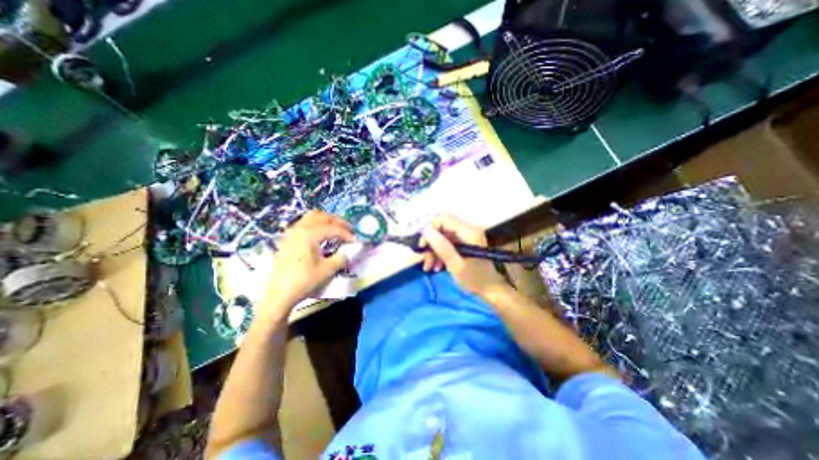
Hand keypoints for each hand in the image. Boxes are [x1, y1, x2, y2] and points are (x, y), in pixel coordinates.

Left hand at [263, 211, 350, 312]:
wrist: (279, 294)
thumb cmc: (303, 281)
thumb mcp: (327, 271)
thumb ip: (340, 259)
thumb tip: (347, 253)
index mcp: (309, 234)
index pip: (333, 228)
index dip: (346, 233)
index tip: (355, 240)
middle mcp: (299, 229)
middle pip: (321, 216)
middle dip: (337, 221)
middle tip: (348, 229)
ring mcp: (291, 233)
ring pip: (311, 217)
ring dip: (326, 220)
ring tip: (336, 229)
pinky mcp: (287, 239)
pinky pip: (304, 224)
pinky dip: (316, 225)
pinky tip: (321, 235)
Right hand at [418, 214, 509, 300]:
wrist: (490, 290)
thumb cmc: (474, 279)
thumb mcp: (456, 265)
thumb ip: (442, 247)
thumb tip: (426, 230)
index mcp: (469, 232)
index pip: (443, 219)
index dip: (431, 230)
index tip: (424, 247)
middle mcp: (468, 229)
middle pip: (442, 228)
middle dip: (431, 243)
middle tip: (425, 259)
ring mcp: (466, 236)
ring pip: (442, 236)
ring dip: (434, 250)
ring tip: (429, 267)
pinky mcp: (464, 242)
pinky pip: (447, 243)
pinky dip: (440, 253)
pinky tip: (437, 266)